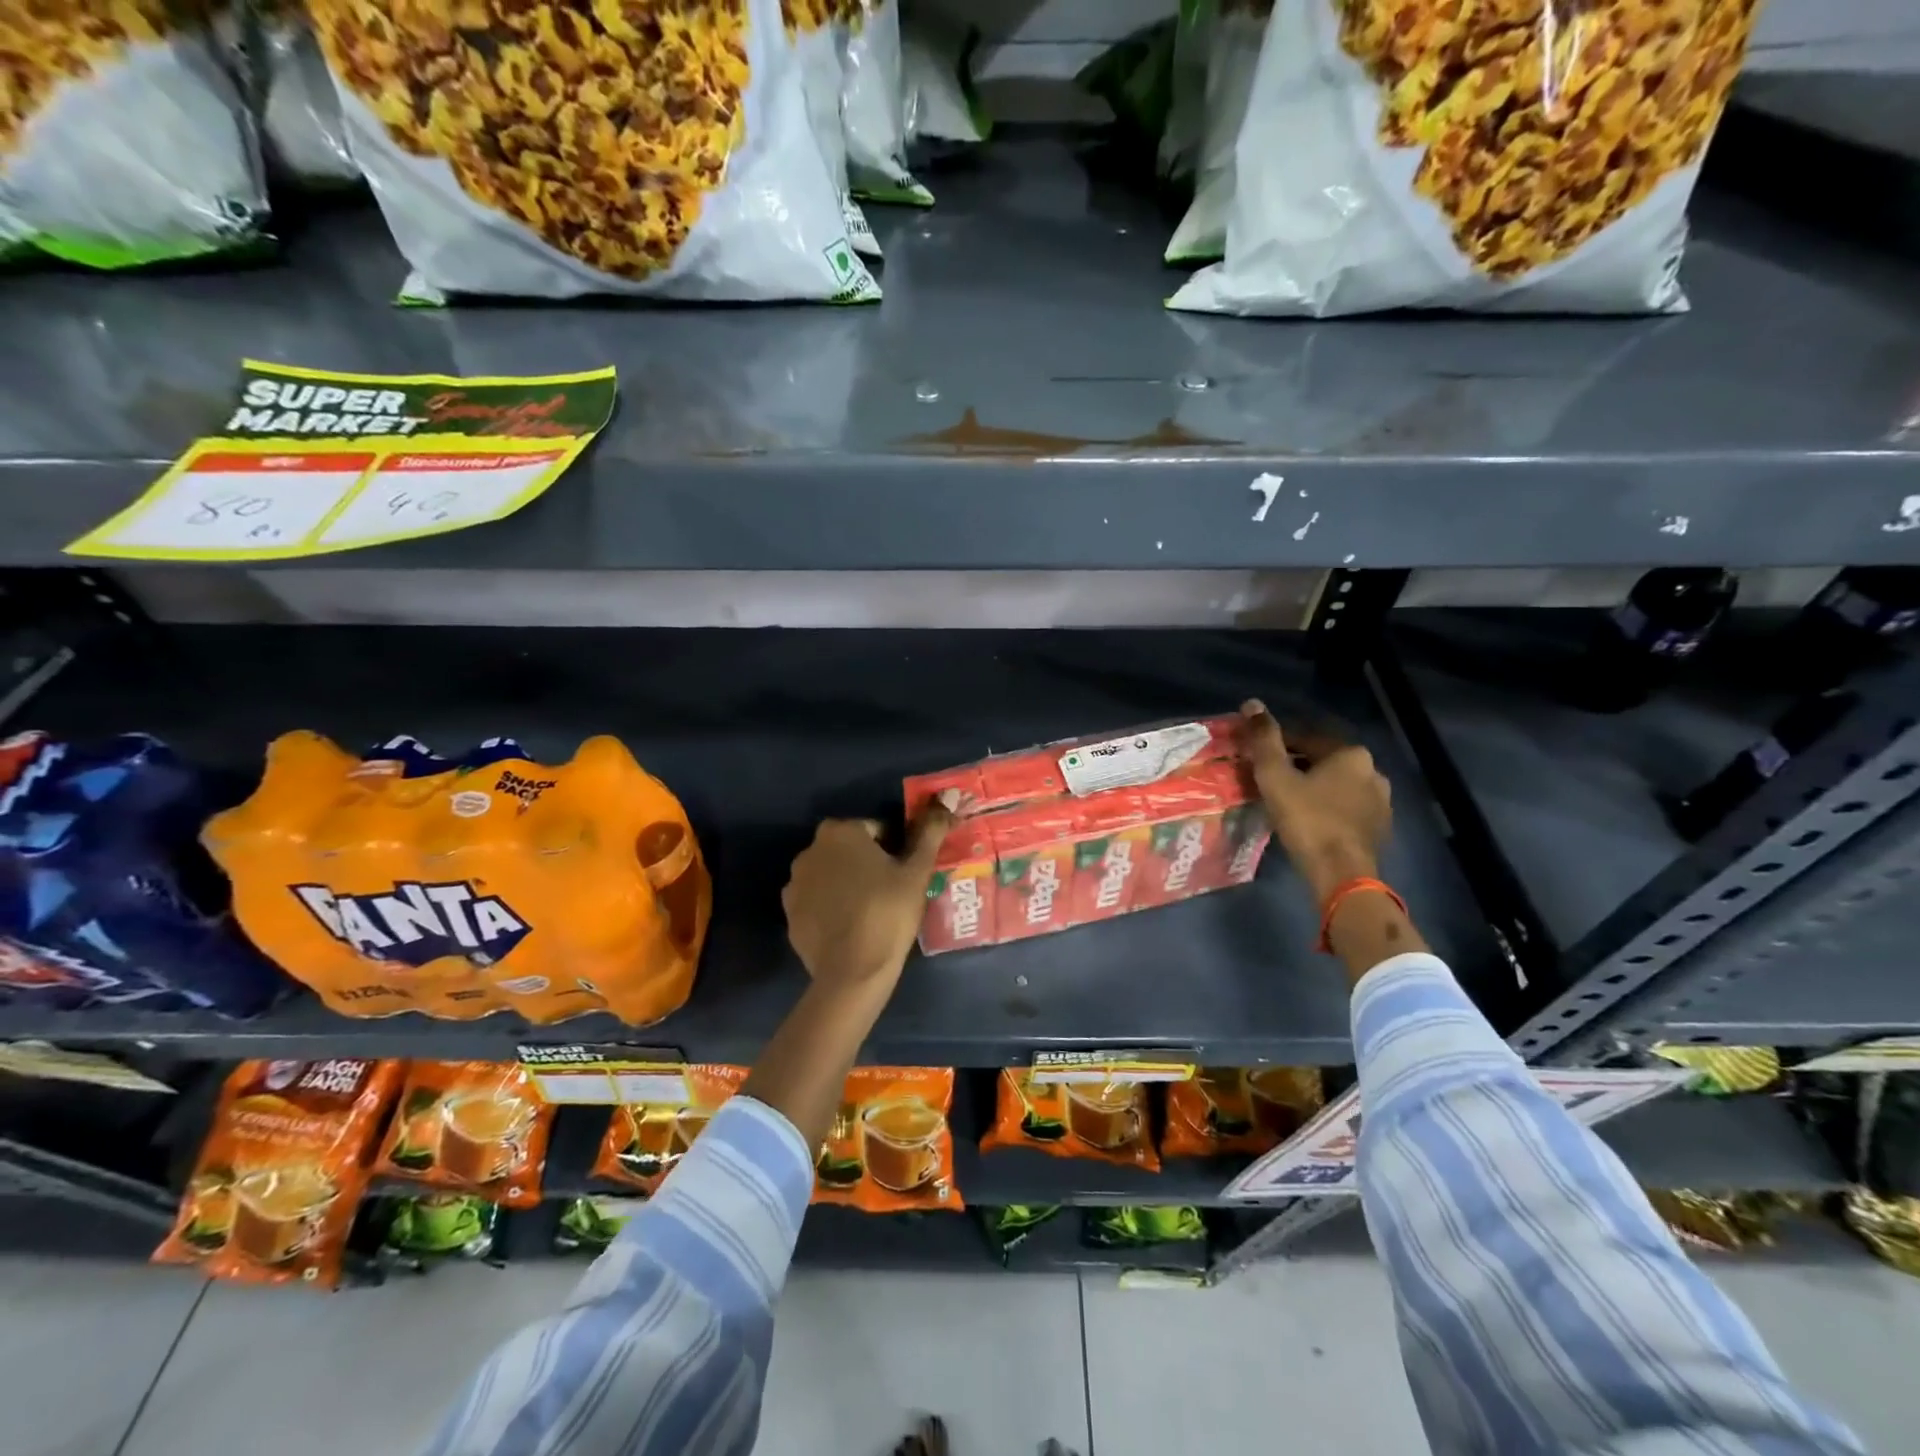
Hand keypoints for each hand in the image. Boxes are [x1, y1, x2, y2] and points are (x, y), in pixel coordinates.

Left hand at [782, 795, 955, 992]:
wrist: (852, 972)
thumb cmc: (888, 912)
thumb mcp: (917, 871)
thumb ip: (930, 831)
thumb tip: (946, 798)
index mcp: (840, 831)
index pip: (877, 830)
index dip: (896, 850)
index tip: (906, 874)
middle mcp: (810, 850)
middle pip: (850, 851)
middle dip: (869, 864)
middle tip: (893, 892)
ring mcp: (794, 883)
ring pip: (832, 875)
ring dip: (848, 884)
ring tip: (872, 912)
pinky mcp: (789, 914)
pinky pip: (816, 901)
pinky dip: (831, 907)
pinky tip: (850, 927)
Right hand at [1240, 699, 1391, 902]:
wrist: (1341, 873)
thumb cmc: (1306, 819)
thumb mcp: (1275, 777)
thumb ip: (1264, 740)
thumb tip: (1251, 704)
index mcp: (1350, 753)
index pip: (1306, 738)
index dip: (1277, 746)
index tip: (1255, 759)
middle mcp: (1372, 771)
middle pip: (1324, 761)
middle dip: (1297, 766)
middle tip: (1268, 781)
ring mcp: (1381, 801)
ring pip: (1337, 785)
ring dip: (1314, 788)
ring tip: (1288, 802)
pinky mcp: (1380, 827)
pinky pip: (1348, 807)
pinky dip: (1329, 808)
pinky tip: (1310, 821)